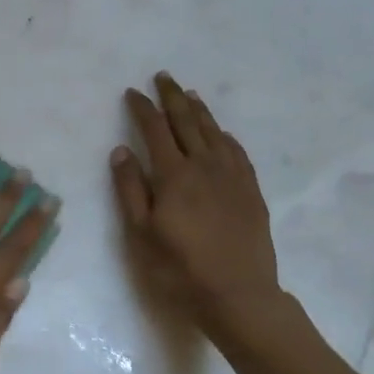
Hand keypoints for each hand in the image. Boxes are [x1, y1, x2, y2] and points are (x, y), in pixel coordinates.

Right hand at [112, 75, 299, 351]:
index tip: (132, 92)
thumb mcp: (141, 233)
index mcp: (174, 175)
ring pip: (214, 133)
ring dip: (200, 110)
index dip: (143, 108)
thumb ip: (130, 189)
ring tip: (190, 94)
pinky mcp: (251, 192)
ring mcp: (232, 178)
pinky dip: (226, 136)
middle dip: (173, 97)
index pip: (155, 130)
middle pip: (187, 122)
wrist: (240, 296)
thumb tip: (121, 150)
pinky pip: (238, 153)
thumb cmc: (180, 269)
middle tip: (163, 77)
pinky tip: (222, 134)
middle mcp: (204, 166)